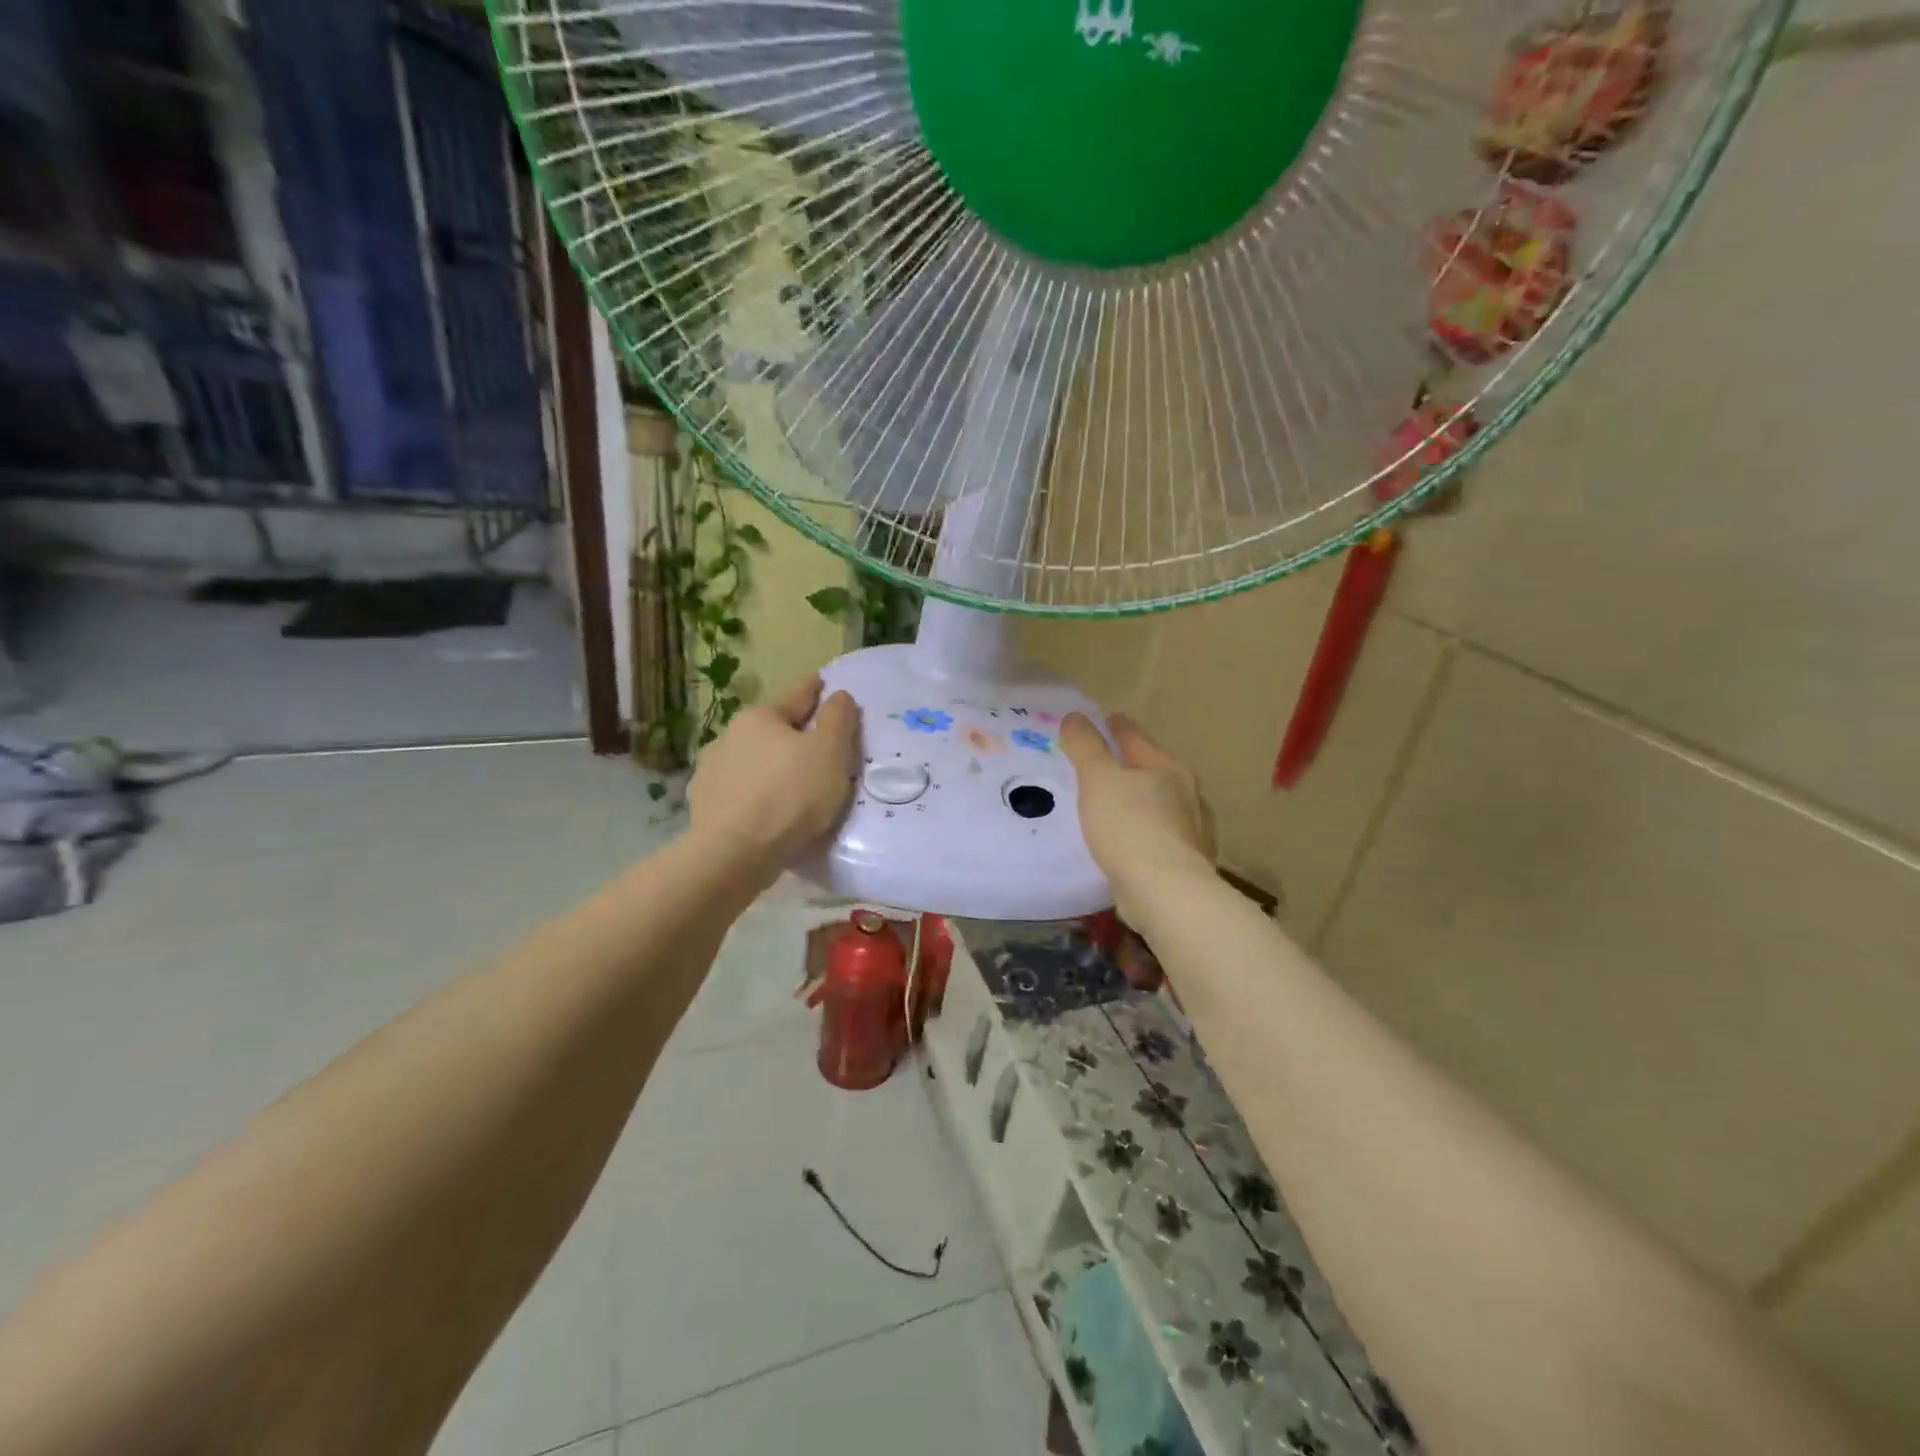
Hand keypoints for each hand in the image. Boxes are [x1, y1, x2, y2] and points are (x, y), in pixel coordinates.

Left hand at [688, 676, 859, 873]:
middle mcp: (729, 737)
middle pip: (771, 730)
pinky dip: (754, 794)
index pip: (796, 696)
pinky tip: (766, 809)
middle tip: (815, 745)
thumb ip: (838, 720)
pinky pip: (739, 792)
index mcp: (761, 718)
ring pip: (752, 761)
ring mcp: (711, 772)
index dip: (813, 690)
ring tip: (790, 784)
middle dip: (792, 734)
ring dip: (770, 766)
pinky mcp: (704, 805)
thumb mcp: (830, 753)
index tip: (821, 682)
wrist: (734, 854)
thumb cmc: (790, 795)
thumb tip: (838, 695)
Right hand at [1060, 712, 1214, 922]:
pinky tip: (1130, 843)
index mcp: (1168, 768)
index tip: (1108, 717)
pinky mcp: (1187, 863)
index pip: (1137, 738)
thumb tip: (1075, 717)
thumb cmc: (1129, 826)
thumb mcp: (1098, 778)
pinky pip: (1159, 838)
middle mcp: (1187, 795)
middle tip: (1106, 765)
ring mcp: (1192, 831)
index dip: (1119, 727)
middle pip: (1153, 771)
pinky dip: (1144, 834)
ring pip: (1159, 807)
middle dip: (1132, 766)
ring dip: (1140, 803)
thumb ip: (1086, 746)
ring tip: (1114, 806)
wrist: (1165, 892)